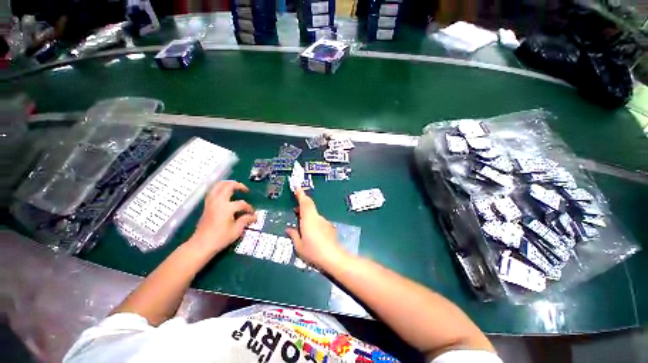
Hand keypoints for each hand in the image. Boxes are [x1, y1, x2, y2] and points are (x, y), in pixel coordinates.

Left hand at [189, 181, 256, 255]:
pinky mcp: (206, 205)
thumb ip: (245, 220)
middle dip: (238, 185)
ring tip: (235, 187)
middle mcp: (218, 202)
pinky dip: (219, 188)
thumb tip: (254, 216)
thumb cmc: (220, 238)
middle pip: (228, 186)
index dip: (249, 208)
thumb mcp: (236, 230)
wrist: (201, 245)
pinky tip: (224, 192)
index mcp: (227, 208)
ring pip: (218, 186)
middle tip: (245, 190)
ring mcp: (211, 202)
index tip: (252, 214)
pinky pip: (213, 191)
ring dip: (227, 184)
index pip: (242, 203)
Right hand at [286, 188, 348, 268]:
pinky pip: (318, 220)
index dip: (301, 194)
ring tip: (300, 223)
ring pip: (314, 214)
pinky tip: (310, 232)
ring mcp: (324, 222)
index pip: (305, 203)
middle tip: (294, 210)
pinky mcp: (329, 227)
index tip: (297, 187)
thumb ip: (294, 235)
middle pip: (310, 206)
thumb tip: (289, 229)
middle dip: (302, 204)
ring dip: (307, 214)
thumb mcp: (299, 246)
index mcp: (309, 219)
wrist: (333, 258)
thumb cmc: (313, 251)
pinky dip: (312, 221)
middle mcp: (317, 217)